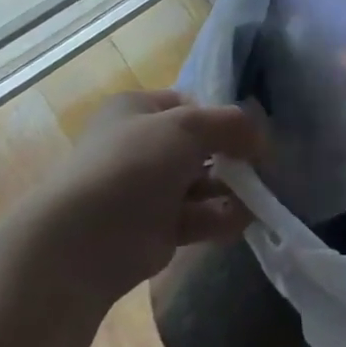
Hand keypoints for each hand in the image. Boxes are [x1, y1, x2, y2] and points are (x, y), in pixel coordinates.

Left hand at [45, 89, 264, 285]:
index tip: (250, 131)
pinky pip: (196, 217)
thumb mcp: (188, 126)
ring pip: (200, 182)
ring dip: (230, 187)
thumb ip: (231, 124)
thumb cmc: (134, 165)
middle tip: (261, 165)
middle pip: (199, 145)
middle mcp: (139, 146)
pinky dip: (220, 216)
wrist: (84, 242)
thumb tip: (261, 137)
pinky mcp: (154, 230)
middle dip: (231, 155)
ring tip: (258, 194)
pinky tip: (243, 218)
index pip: (189, 104)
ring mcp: (146, 190)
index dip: (221, 115)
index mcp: (136, 110)